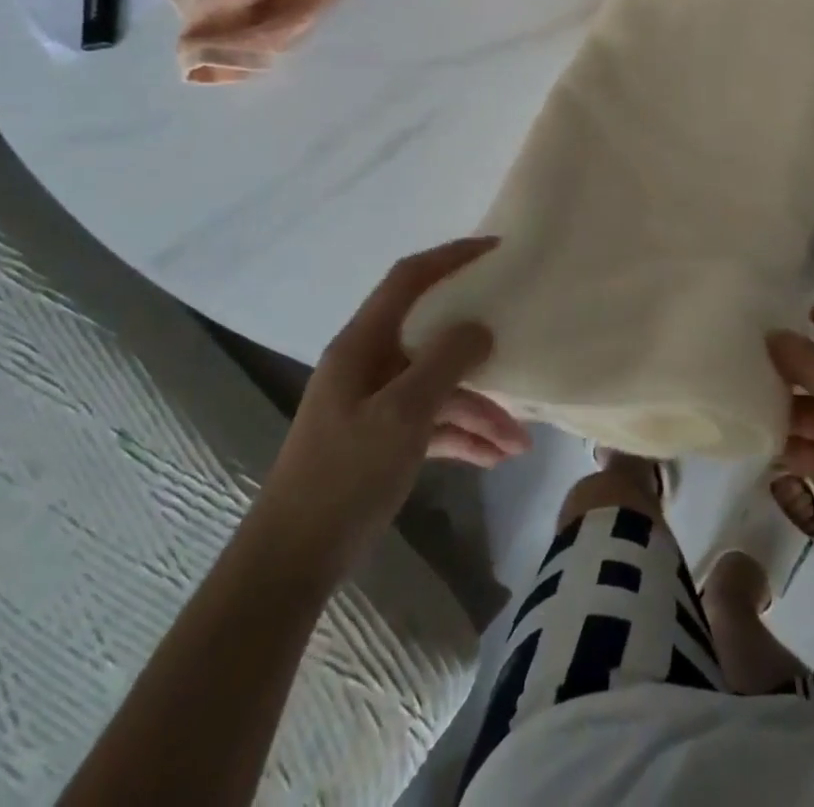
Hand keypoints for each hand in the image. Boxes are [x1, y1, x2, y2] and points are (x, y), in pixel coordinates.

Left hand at [252, 237, 529, 578]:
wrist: (291, 563)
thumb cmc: (344, 476)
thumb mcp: (402, 414)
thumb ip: (445, 362)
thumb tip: (481, 327)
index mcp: (363, 344)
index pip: (409, 279)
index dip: (451, 256)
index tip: (496, 250)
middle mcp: (370, 364)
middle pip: (435, 337)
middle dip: (480, 351)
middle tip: (522, 341)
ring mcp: (377, 403)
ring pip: (440, 388)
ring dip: (480, 410)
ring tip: (521, 443)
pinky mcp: (383, 439)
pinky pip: (433, 423)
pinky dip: (463, 436)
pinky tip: (495, 457)